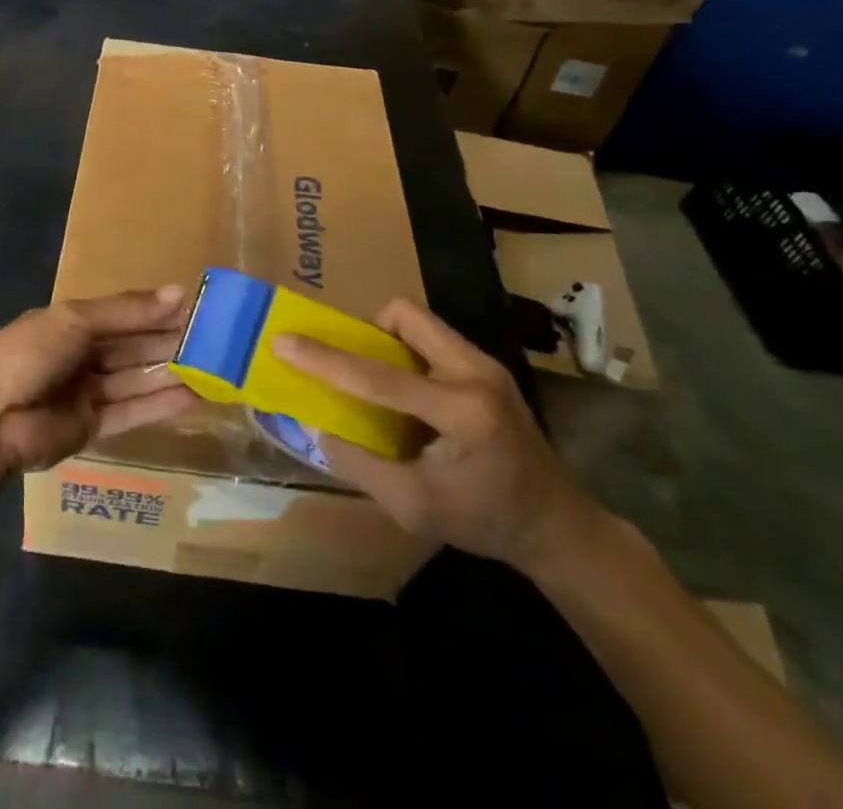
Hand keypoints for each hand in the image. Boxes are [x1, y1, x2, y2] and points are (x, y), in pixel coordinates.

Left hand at [0, 287, 195, 474]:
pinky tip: (193, 396)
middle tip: (215, 340)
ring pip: (137, 379)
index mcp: (72, 323)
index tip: (198, 308)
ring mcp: (87, 393)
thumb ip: (126, 311)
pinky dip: (160, 404)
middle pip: (133, 347)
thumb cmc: (27, 355)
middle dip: (170, 342)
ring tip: (213, 368)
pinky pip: (132, 412)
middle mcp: (82, 355)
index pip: (124, 314)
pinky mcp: (92, 428)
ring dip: (171, 373)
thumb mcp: (74, 321)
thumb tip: (179, 292)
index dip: (157, 311)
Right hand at [272, 298, 602, 573]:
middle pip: (405, 315)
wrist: (558, 525)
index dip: (325, 360)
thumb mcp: (414, 508)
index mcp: (462, 411)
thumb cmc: (486, 521)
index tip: (283, 341)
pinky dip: (407, 354)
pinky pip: (433, 339)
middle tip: (348, 363)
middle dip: (366, 331)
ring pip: (419, 321)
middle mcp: (476, 372)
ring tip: (377, 383)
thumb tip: (319, 429)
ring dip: (388, 342)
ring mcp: (486, 364)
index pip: (378, 377)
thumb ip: (360, 466)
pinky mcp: (487, 367)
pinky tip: (407, 394)